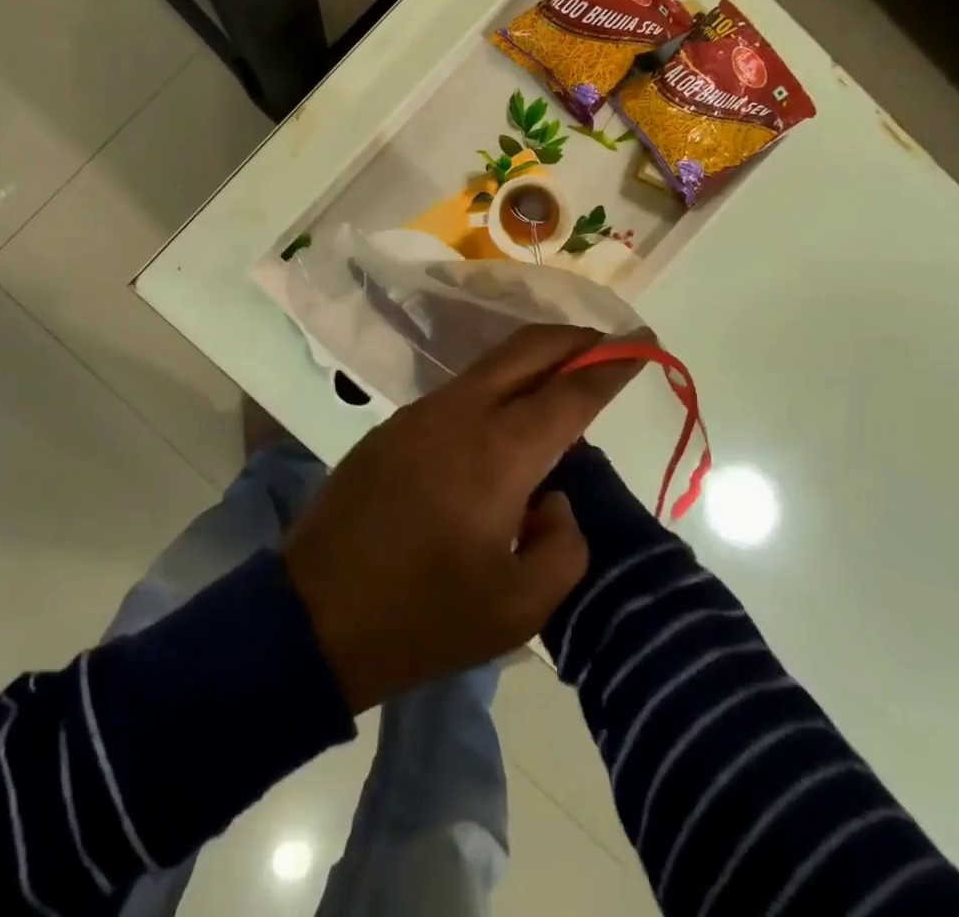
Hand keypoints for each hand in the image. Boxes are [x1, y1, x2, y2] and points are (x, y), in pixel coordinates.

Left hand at [281, 323, 642, 712]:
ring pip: (491, 364)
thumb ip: (563, 544)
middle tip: (610, 348)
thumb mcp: (519, 608)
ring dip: (534, 360)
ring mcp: (421, 412)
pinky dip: (498, 386)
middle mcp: (462, 413)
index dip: (613, 364)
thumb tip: (553, 496)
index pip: (572, 391)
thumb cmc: (423, 618)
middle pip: (528, 348)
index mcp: (499, 452)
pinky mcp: (394, 425)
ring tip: (564, 382)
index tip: (644, 342)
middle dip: (575, 339)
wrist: (315, 614)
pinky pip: (461, 390)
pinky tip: (507, 419)